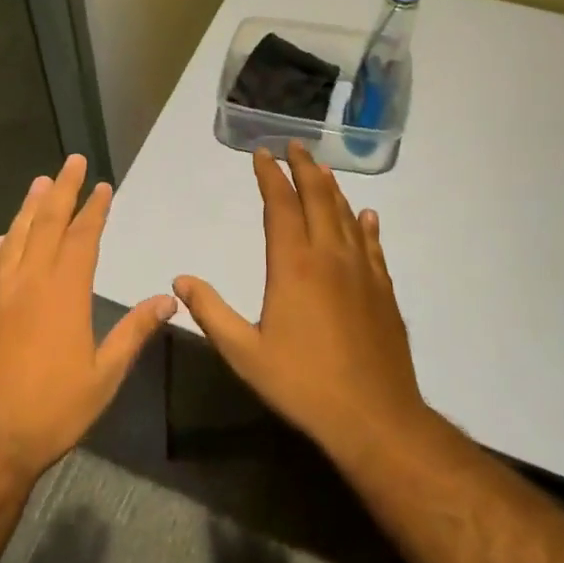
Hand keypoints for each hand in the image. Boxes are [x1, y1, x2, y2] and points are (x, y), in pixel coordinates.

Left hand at [0, 154, 176, 479]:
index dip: (94, 209)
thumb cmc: (51, 410)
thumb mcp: (104, 376)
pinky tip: (3, 238)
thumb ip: (134, 332)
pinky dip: (0, 247)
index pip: (83, 237)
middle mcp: (29, 282)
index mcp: (64, 293)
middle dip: (62, 191)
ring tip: (40, 183)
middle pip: (47, 224)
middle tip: (71, 162)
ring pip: (16, 238)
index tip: (102, 186)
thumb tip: (168, 299)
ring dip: (30, 208)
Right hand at [172, 143, 425, 462]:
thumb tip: (180, 280)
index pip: (281, 206)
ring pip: (346, 216)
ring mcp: (362, 271)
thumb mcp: (244, 353)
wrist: (374, 416)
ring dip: (332, 189)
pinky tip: (367, 216)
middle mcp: (330, 257)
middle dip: (304, 168)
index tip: (261, 154)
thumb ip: (211, 312)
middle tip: (294, 146)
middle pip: (318, 198)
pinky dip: (366, 224)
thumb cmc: (303, 383)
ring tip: (322, 169)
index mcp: (294, 266)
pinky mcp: (384, 290)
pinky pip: (373, 245)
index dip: (270, 176)